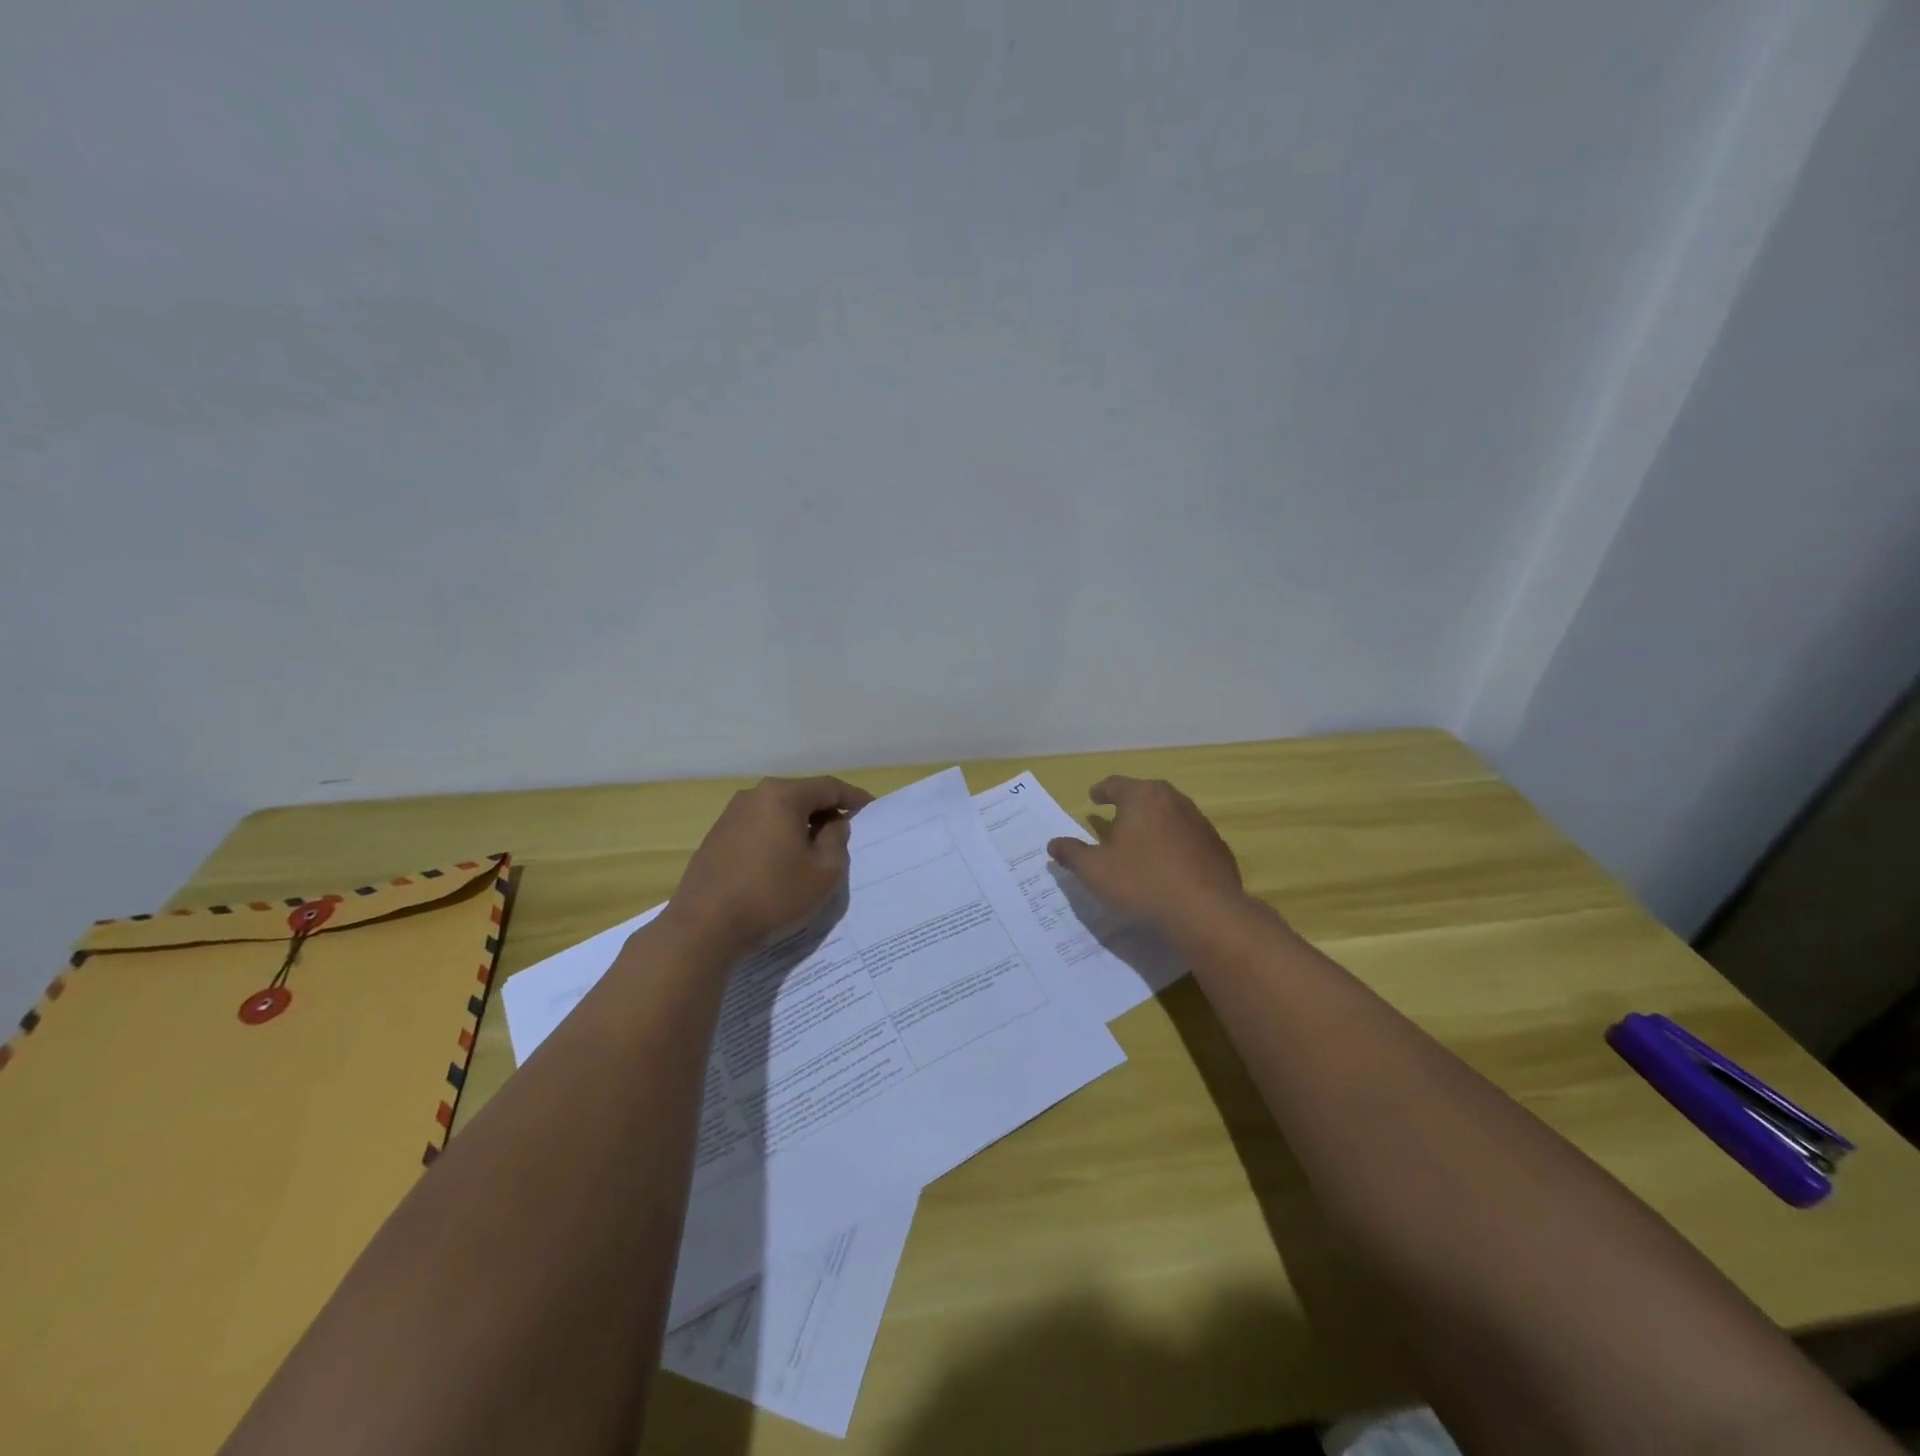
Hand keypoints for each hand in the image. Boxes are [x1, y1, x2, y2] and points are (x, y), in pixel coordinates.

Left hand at [664, 775, 873, 958]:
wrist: (705, 926)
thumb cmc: (773, 894)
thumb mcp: (824, 871)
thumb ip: (837, 840)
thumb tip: (833, 824)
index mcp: (782, 796)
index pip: (829, 787)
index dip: (853, 797)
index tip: (871, 809)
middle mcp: (754, 795)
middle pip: (801, 796)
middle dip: (825, 811)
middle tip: (844, 833)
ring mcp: (731, 815)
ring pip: (778, 811)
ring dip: (800, 825)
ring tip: (814, 850)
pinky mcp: (717, 836)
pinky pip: (758, 827)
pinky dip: (777, 836)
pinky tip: (782, 862)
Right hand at [1047, 777, 1249, 939]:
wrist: (1206, 912)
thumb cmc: (1142, 882)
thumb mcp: (1095, 871)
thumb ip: (1072, 853)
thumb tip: (1053, 843)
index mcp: (1142, 797)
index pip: (1116, 784)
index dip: (1101, 791)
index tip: (1093, 798)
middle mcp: (1173, 800)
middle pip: (1146, 794)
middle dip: (1129, 803)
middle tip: (1115, 816)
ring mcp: (1199, 822)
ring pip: (1169, 814)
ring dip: (1153, 823)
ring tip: (1140, 840)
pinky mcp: (1216, 846)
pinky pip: (1187, 837)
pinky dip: (1174, 843)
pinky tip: (1167, 864)